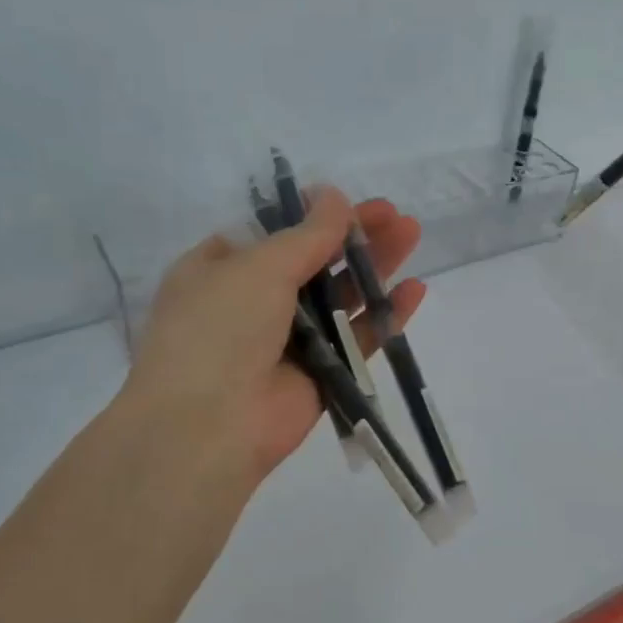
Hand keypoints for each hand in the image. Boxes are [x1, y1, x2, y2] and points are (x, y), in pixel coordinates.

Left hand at [121, 189, 426, 498]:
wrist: (208, 427)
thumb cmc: (220, 328)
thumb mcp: (259, 267)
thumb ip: (307, 234)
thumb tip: (334, 195)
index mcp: (220, 270)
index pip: (273, 233)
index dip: (312, 214)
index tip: (348, 200)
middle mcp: (252, 303)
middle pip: (314, 261)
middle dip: (354, 236)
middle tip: (395, 216)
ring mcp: (288, 341)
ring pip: (340, 297)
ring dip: (374, 268)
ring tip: (412, 235)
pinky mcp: (320, 375)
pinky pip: (357, 339)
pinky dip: (384, 316)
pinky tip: (414, 291)